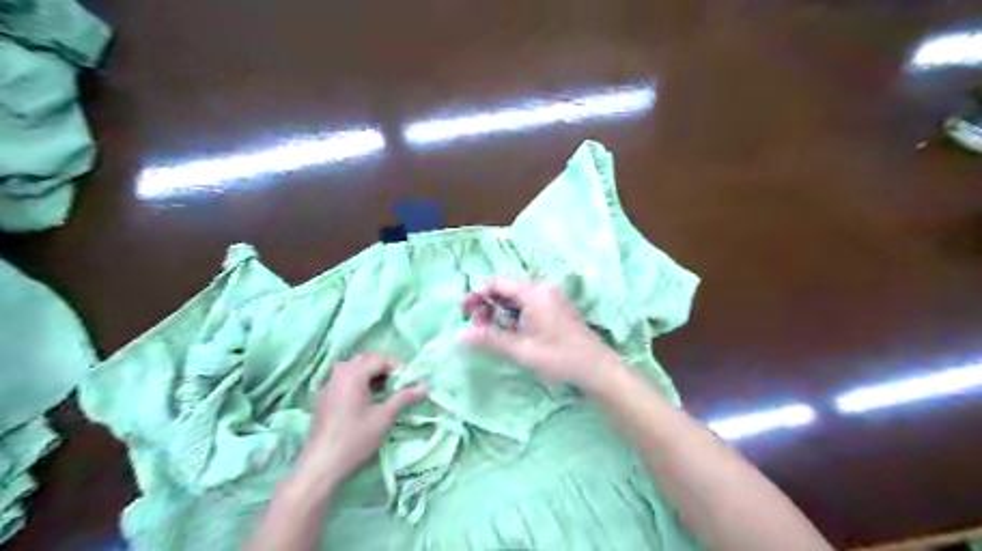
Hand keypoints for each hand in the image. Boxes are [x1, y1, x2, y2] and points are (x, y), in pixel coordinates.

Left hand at [294, 352, 425, 484]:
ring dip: (370, 376)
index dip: (398, 367)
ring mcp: (328, 387)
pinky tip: (365, 402)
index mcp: (352, 375)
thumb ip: (404, 397)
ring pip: (352, 370)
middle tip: (398, 385)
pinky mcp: (323, 400)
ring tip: (383, 393)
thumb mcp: (385, 417)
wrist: (321, 467)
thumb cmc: (355, 440)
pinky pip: (343, 381)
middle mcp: (338, 375)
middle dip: (383, 370)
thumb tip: (424, 385)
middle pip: (365, 361)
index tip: (410, 381)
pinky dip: (357, 384)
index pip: (380, 359)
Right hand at [461, 280, 620, 390]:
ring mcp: (551, 298)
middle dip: (487, 305)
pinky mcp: (555, 309)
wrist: (596, 369)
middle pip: (506, 289)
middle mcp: (542, 290)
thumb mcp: (522, 351)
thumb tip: (461, 336)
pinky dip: (513, 315)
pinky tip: (508, 332)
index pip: (497, 284)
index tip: (463, 312)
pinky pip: (527, 305)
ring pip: (516, 298)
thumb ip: (490, 340)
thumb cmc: (560, 358)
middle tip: (475, 327)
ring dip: (499, 311)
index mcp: (534, 293)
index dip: (477, 295)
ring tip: (489, 332)